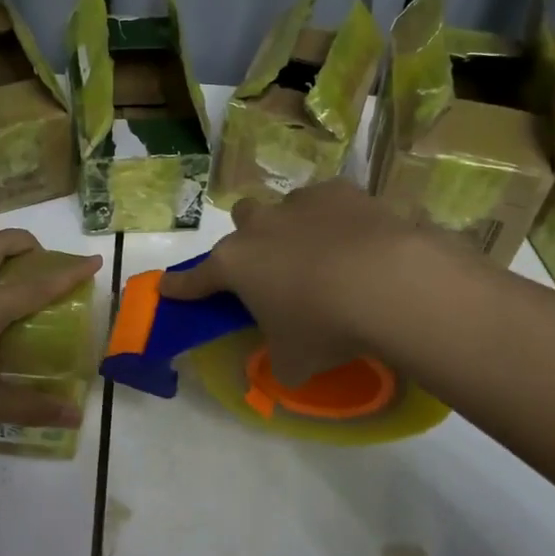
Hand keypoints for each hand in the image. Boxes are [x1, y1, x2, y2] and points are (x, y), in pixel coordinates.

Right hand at [158, 181, 447, 383]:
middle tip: (273, 268)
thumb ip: (279, 360)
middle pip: (243, 222)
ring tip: (323, 256)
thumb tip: (284, 364)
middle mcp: (260, 226)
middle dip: (252, 240)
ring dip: (295, 228)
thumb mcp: (295, 362)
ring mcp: (300, 203)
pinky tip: (357, 240)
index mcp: (236, 264)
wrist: (387, 283)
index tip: (167, 287)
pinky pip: (329, 202)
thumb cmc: (326, 327)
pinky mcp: (341, 191)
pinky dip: (335, 219)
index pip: (197, 278)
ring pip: (285, 207)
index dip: (181, 286)